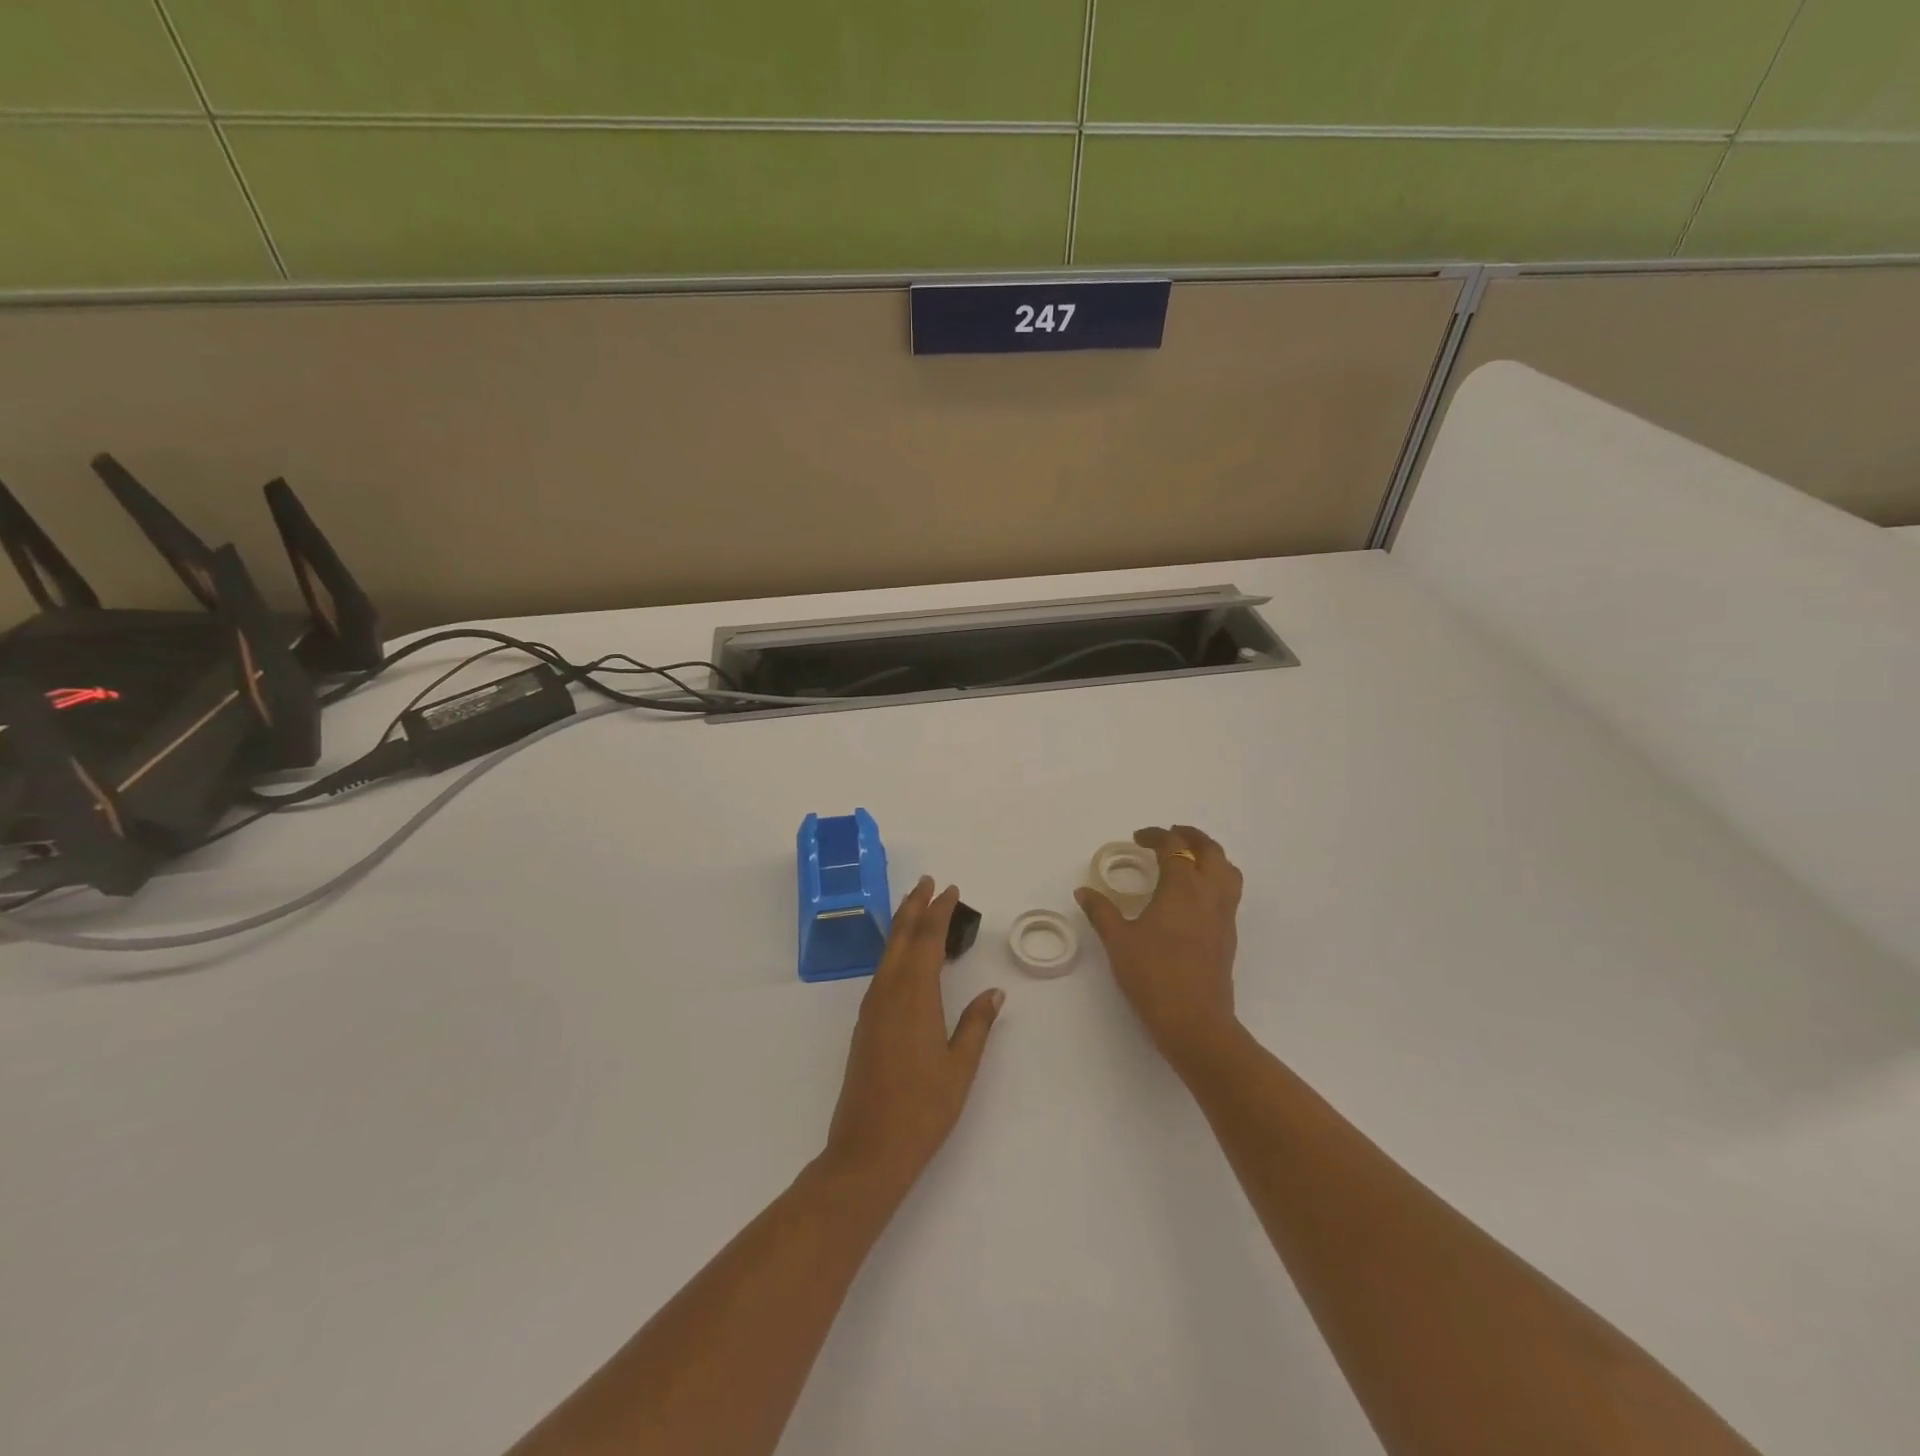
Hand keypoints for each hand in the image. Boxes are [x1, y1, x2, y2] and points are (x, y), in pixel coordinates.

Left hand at [820, 878, 1003, 1197]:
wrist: (867, 1150)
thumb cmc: (922, 1109)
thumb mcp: (960, 1067)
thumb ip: (976, 1025)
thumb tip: (994, 992)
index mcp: (914, 996)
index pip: (927, 940)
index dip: (939, 912)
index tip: (950, 889)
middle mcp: (888, 993)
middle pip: (900, 937)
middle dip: (915, 907)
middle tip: (928, 883)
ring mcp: (872, 1008)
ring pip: (887, 953)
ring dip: (902, 926)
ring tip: (917, 909)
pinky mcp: (864, 1025)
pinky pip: (881, 973)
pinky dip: (895, 952)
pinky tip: (903, 958)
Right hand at [1076, 825, 1243, 1073]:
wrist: (1195, 1021)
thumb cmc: (1153, 976)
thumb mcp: (1118, 942)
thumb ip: (1102, 912)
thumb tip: (1084, 892)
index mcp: (1182, 887)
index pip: (1174, 847)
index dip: (1156, 836)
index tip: (1138, 838)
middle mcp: (1209, 893)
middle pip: (1210, 850)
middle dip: (1190, 837)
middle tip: (1169, 836)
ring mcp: (1224, 915)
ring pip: (1227, 870)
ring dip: (1210, 855)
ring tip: (1188, 858)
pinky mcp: (1229, 934)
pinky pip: (1229, 892)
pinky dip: (1215, 878)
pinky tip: (1194, 895)